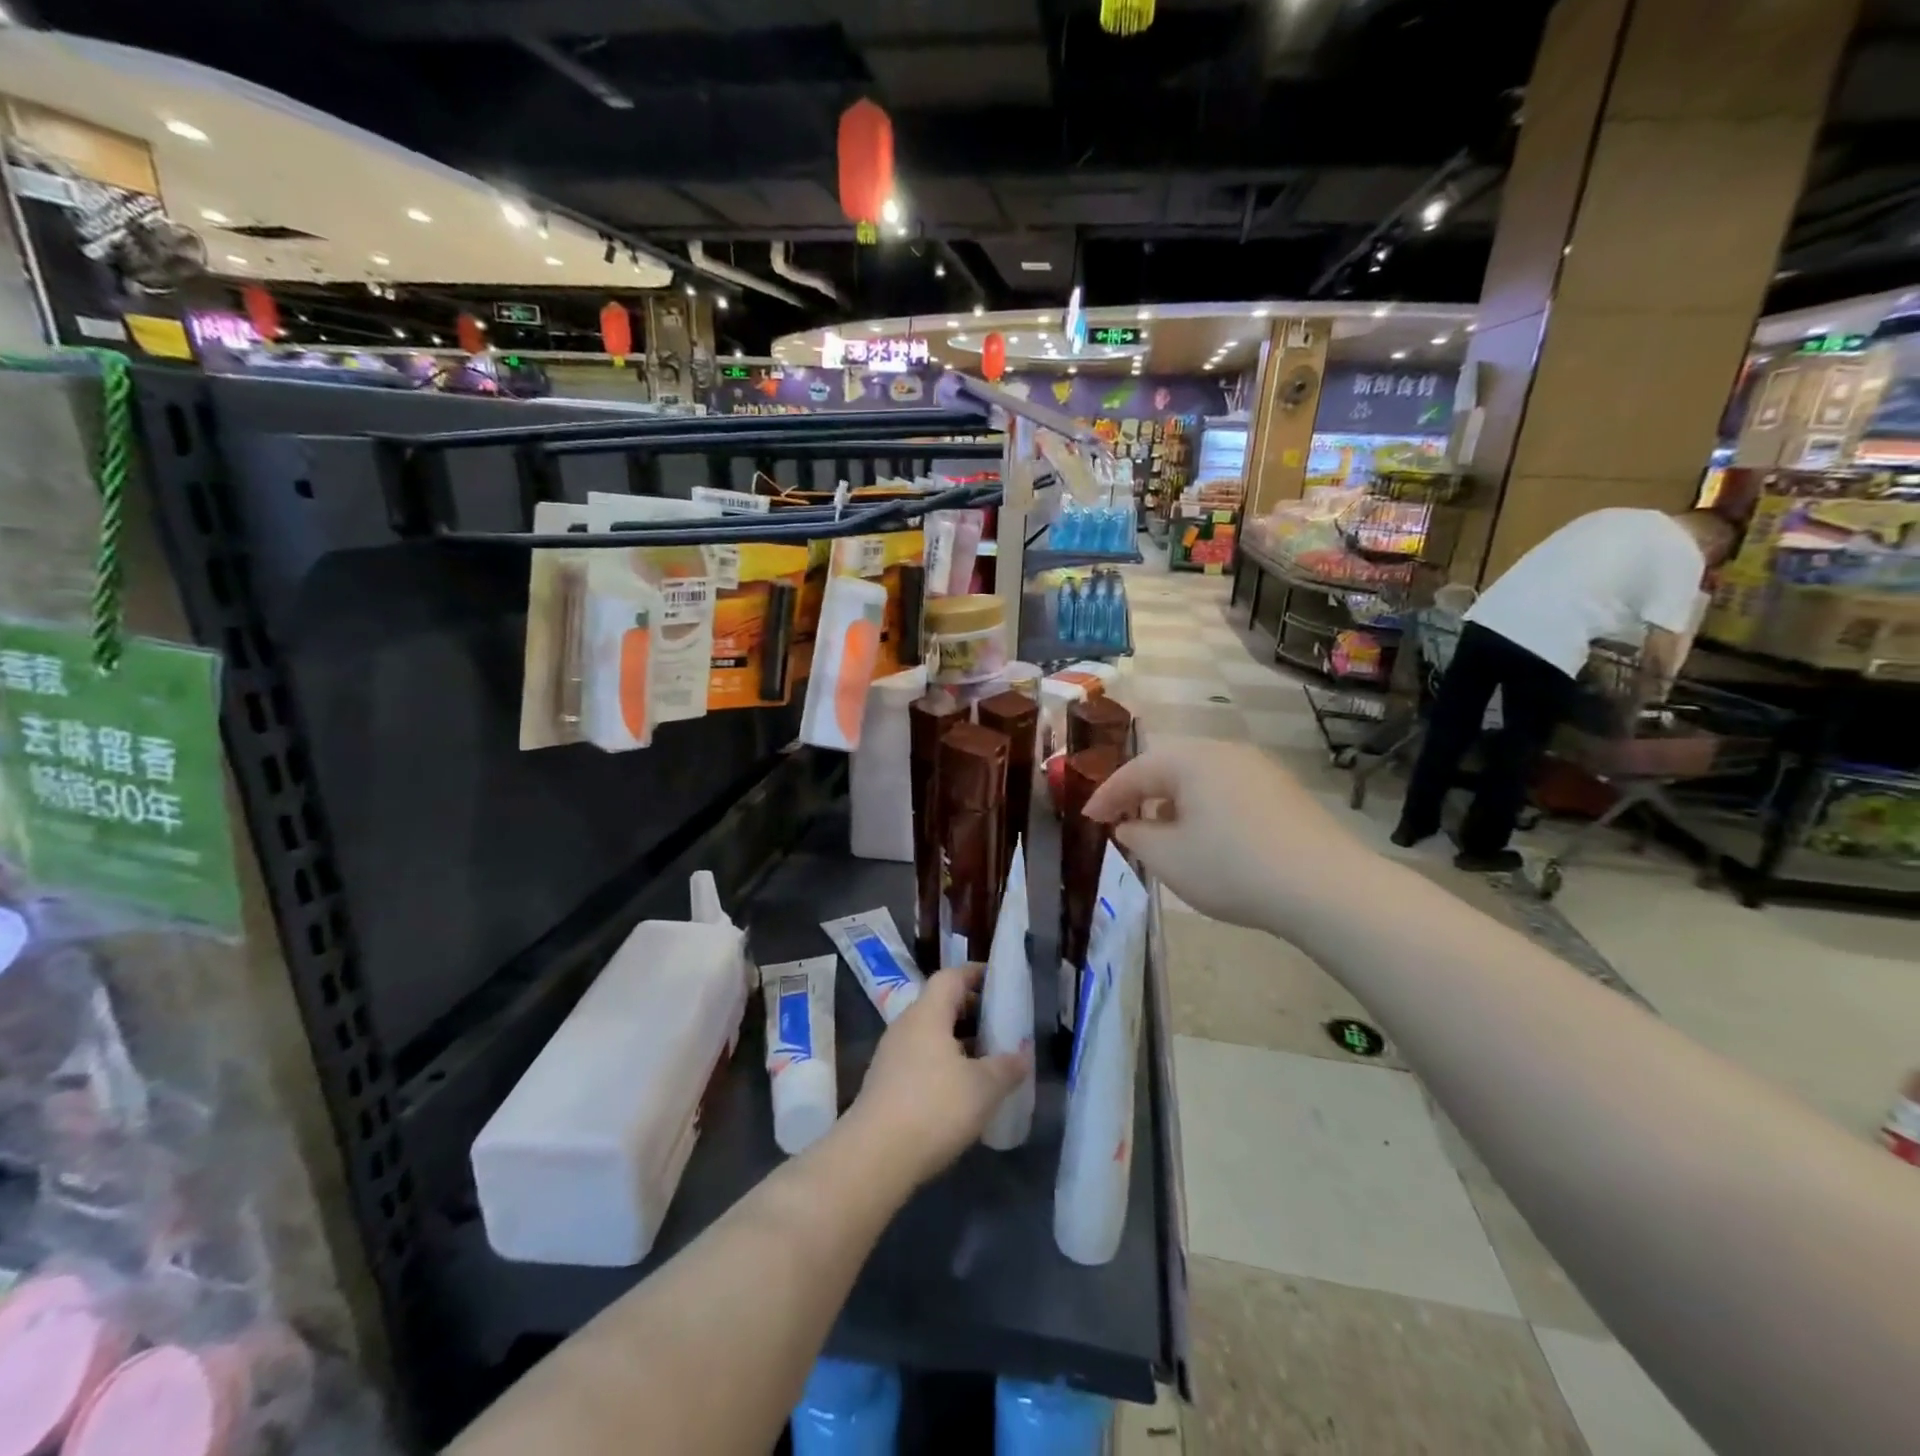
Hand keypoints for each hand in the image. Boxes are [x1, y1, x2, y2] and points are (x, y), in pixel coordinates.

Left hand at [842, 965, 1029, 1187]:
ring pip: (930, 1035)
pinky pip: (921, 1060)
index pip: (951, 977)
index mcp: (927, 1014)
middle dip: (971, 1010)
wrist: (874, 1158)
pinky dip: (944, 1064)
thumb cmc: (934, 1108)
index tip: (1000, 980)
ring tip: (988, 1058)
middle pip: (940, 1005)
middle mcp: (905, 1027)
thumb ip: (1007, 1067)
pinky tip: (963, 1090)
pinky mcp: (886, 1085)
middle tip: (1001, 1022)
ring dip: (959, 1040)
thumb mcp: (983, 1088)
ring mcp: (891, 1057)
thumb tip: (1024, 1053)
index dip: (975, 973)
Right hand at [1083, 739, 1368, 932]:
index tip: (1088, 818)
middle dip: (1141, 794)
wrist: (1325, 888)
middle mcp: (1225, 752)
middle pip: (1169, 767)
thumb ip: (1136, 836)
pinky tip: (1207, 838)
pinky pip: (1229, 790)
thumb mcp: (1167, 858)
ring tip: (1162, 832)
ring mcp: (1260, 769)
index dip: (1106, 795)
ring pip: (1201, 778)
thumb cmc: (1231, 867)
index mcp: (1191, 759)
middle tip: (1121, 820)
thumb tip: (1130, 825)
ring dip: (1174, 801)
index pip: (1135, 770)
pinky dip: (1206, 808)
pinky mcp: (1284, 792)